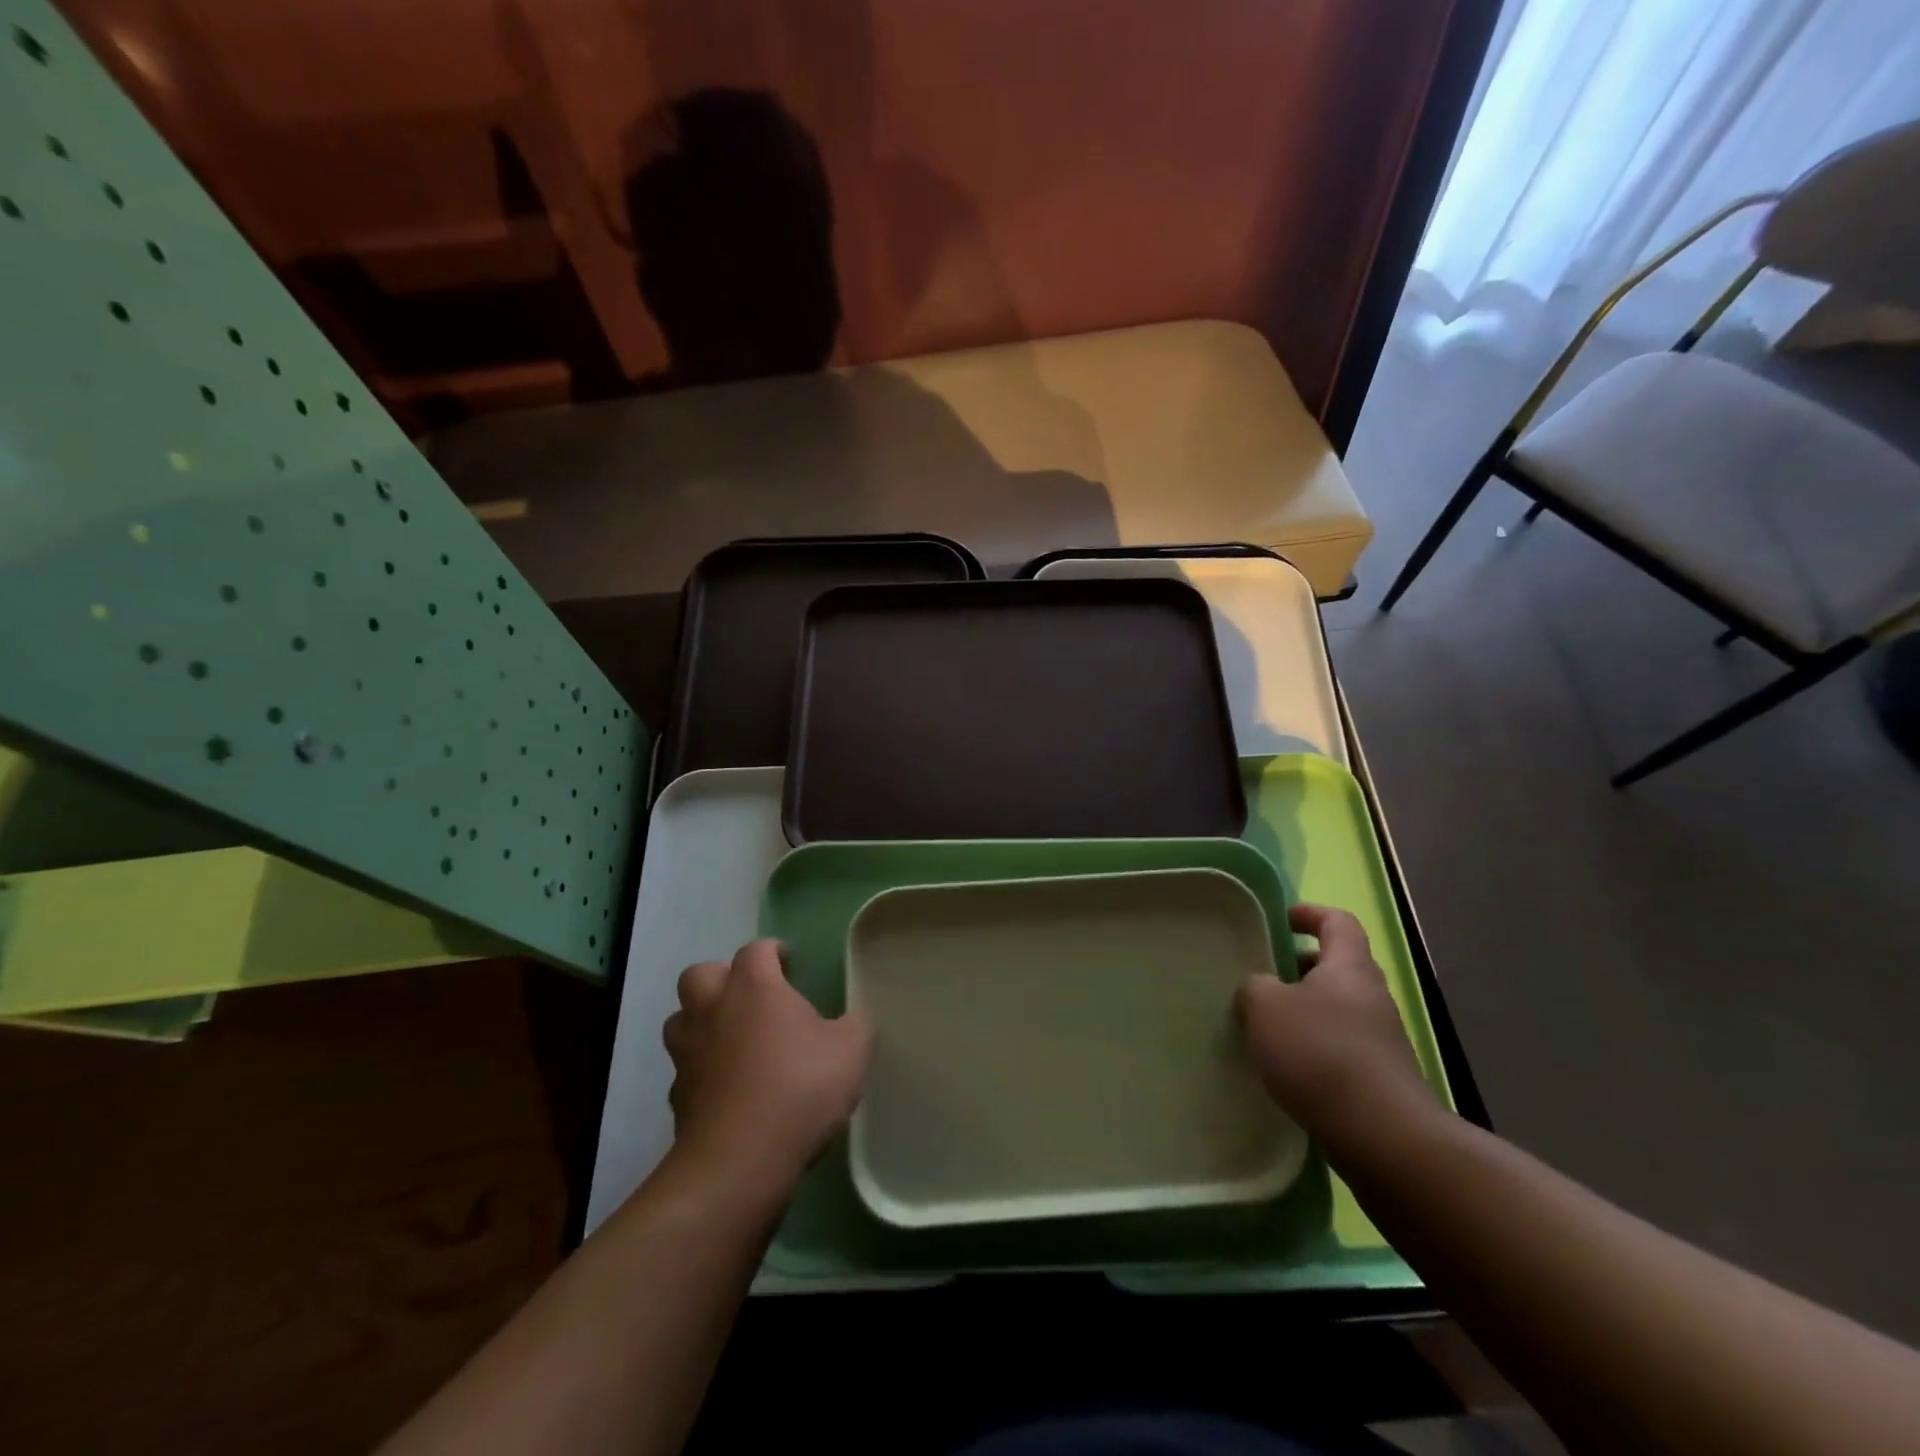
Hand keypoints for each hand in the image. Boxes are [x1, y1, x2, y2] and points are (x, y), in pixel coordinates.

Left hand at [662, 940, 871, 1200]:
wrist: (739, 1162)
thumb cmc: (799, 1088)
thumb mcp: (851, 1051)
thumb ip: (855, 1026)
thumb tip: (852, 1020)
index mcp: (754, 987)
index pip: (757, 950)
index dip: (773, 951)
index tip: (789, 963)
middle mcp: (713, 1009)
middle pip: (700, 974)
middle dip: (722, 978)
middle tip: (750, 996)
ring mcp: (688, 1053)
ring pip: (681, 1020)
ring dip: (702, 1021)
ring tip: (732, 1039)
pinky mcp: (677, 1097)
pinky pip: (685, 1070)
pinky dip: (702, 1071)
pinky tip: (727, 1089)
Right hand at [1237, 903, 1433, 1145]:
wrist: (1382, 1136)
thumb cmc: (1320, 1053)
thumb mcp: (1266, 1006)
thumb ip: (1256, 986)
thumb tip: (1261, 988)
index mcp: (1349, 967)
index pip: (1337, 921)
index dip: (1308, 914)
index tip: (1278, 921)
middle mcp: (1372, 996)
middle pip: (1336, 966)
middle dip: (1298, 968)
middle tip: (1261, 978)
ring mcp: (1381, 1040)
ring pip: (1336, 1009)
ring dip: (1303, 1012)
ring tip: (1264, 1027)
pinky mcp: (1380, 1078)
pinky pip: (1340, 1047)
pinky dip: (1313, 1048)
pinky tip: (1285, 1068)